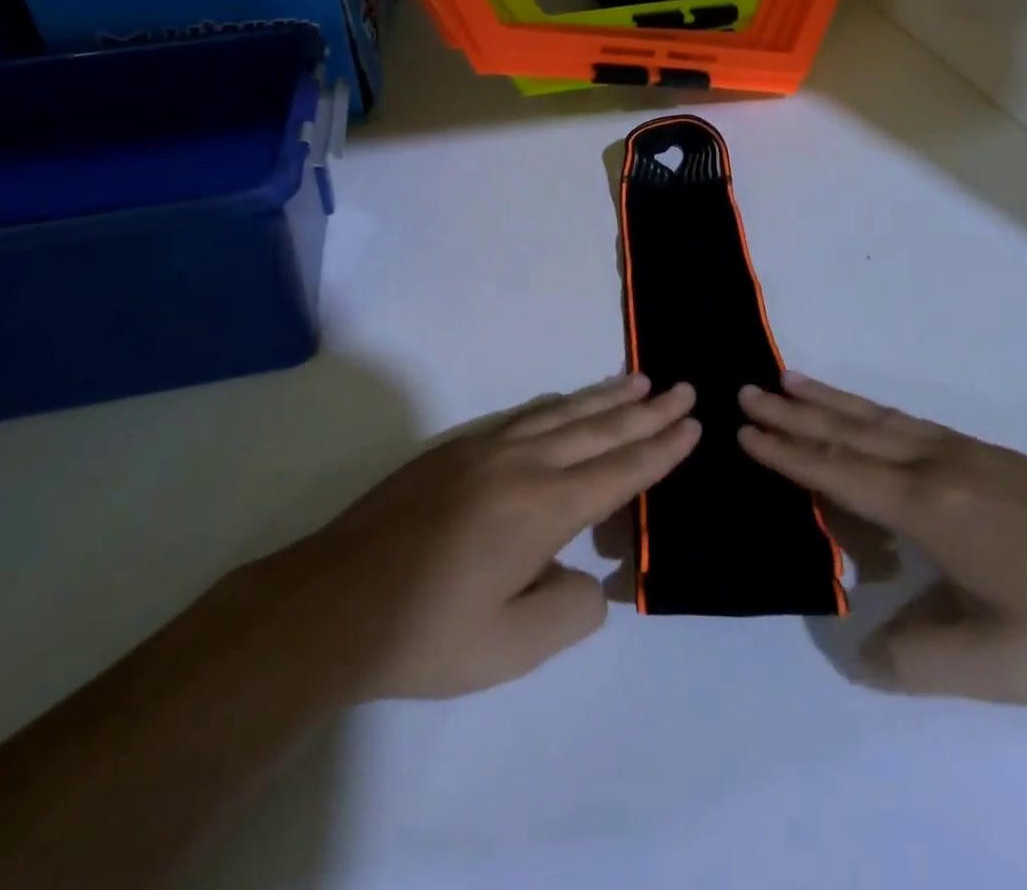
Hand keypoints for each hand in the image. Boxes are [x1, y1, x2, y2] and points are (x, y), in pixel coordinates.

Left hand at [242, 376, 697, 701]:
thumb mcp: (513, 647)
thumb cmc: (428, 632)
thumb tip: (590, 579)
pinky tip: (568, 402)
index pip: (620, 470)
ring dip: (606, 397)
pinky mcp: (456, 450)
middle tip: (683, 388)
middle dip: (646, 410)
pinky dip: (560, 404)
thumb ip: (570, 609)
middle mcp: (522, 464)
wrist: (334, 602)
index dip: (660, 448)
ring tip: (639, 379)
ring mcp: (486, 449)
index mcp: (544, 507)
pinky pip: (525, 415)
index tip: (692, 424)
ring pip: (563, 412)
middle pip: (599, 429)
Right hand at [739, 373, 1026, 712]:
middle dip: (794, 413)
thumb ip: (912, 659)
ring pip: (883, 419)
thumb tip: (858, 652)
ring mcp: (973, 456)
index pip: (838, 474)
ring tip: (792, 380)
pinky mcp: (1000, 460)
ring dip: (832, 401)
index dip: (787, 454)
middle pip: (851, 432)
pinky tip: (875, 419)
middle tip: (748, 390)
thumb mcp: (991, 666)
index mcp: (929, 507)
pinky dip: (876, 414)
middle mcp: (941, 466)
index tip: (743, 432)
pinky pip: (916, 425)